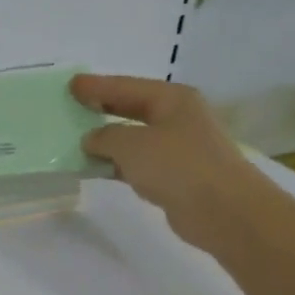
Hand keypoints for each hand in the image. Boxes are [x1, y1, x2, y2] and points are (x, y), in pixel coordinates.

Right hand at [71, 73, 260, 251]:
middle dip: (103, 108)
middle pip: (133, 108)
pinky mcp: (176, 176)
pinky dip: (117, 164)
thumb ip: (105, 137)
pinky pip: (138, 163)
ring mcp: (179, 148)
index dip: (97, 86)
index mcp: (173, 100)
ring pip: (135, 138)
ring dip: (108, 140)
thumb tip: (91, 139)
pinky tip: (97, 168)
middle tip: (74, 105)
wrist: (222, 211)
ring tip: (77, 139)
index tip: (72, 84)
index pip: (127, 87)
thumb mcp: (132, 145)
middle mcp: (178, 119)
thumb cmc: (178, 165)